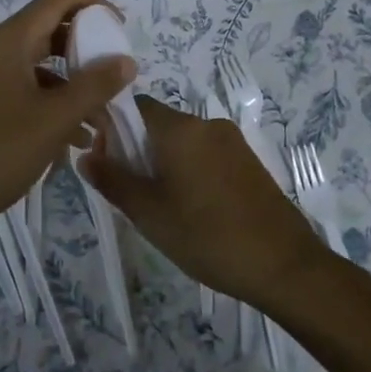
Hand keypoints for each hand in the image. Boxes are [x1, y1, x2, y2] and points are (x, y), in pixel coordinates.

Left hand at [0, 0, 135, 250]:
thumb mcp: (54, 120)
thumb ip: (94, 86)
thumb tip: (126, 59)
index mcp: (7, 43)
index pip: (55, 2)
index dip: (91, 6)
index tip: (120, 27)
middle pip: (45, 33)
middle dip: (83, 52)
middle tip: (112, 73)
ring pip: (33, 68)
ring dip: (68, 86)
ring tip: (97, 122)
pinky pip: (18, 90)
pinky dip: (46, 104)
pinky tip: (67, 140)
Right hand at [80, 96, 332, 309]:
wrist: (285, 265)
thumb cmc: (207, 236)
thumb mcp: (149, 213)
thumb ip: (113, 180)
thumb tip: (85, 154)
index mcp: (180, 128)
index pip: (133, 106)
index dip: (112, 127)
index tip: (104, 160)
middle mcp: (206, 123)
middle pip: (158, 123)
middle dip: (136, 148)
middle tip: (129, 190)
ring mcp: (232, 141)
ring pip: (182, 140)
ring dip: (163, 161)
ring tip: (159, 204)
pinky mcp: (249, 161)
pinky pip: (205, 153)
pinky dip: (189, 168)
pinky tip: (190, 206)